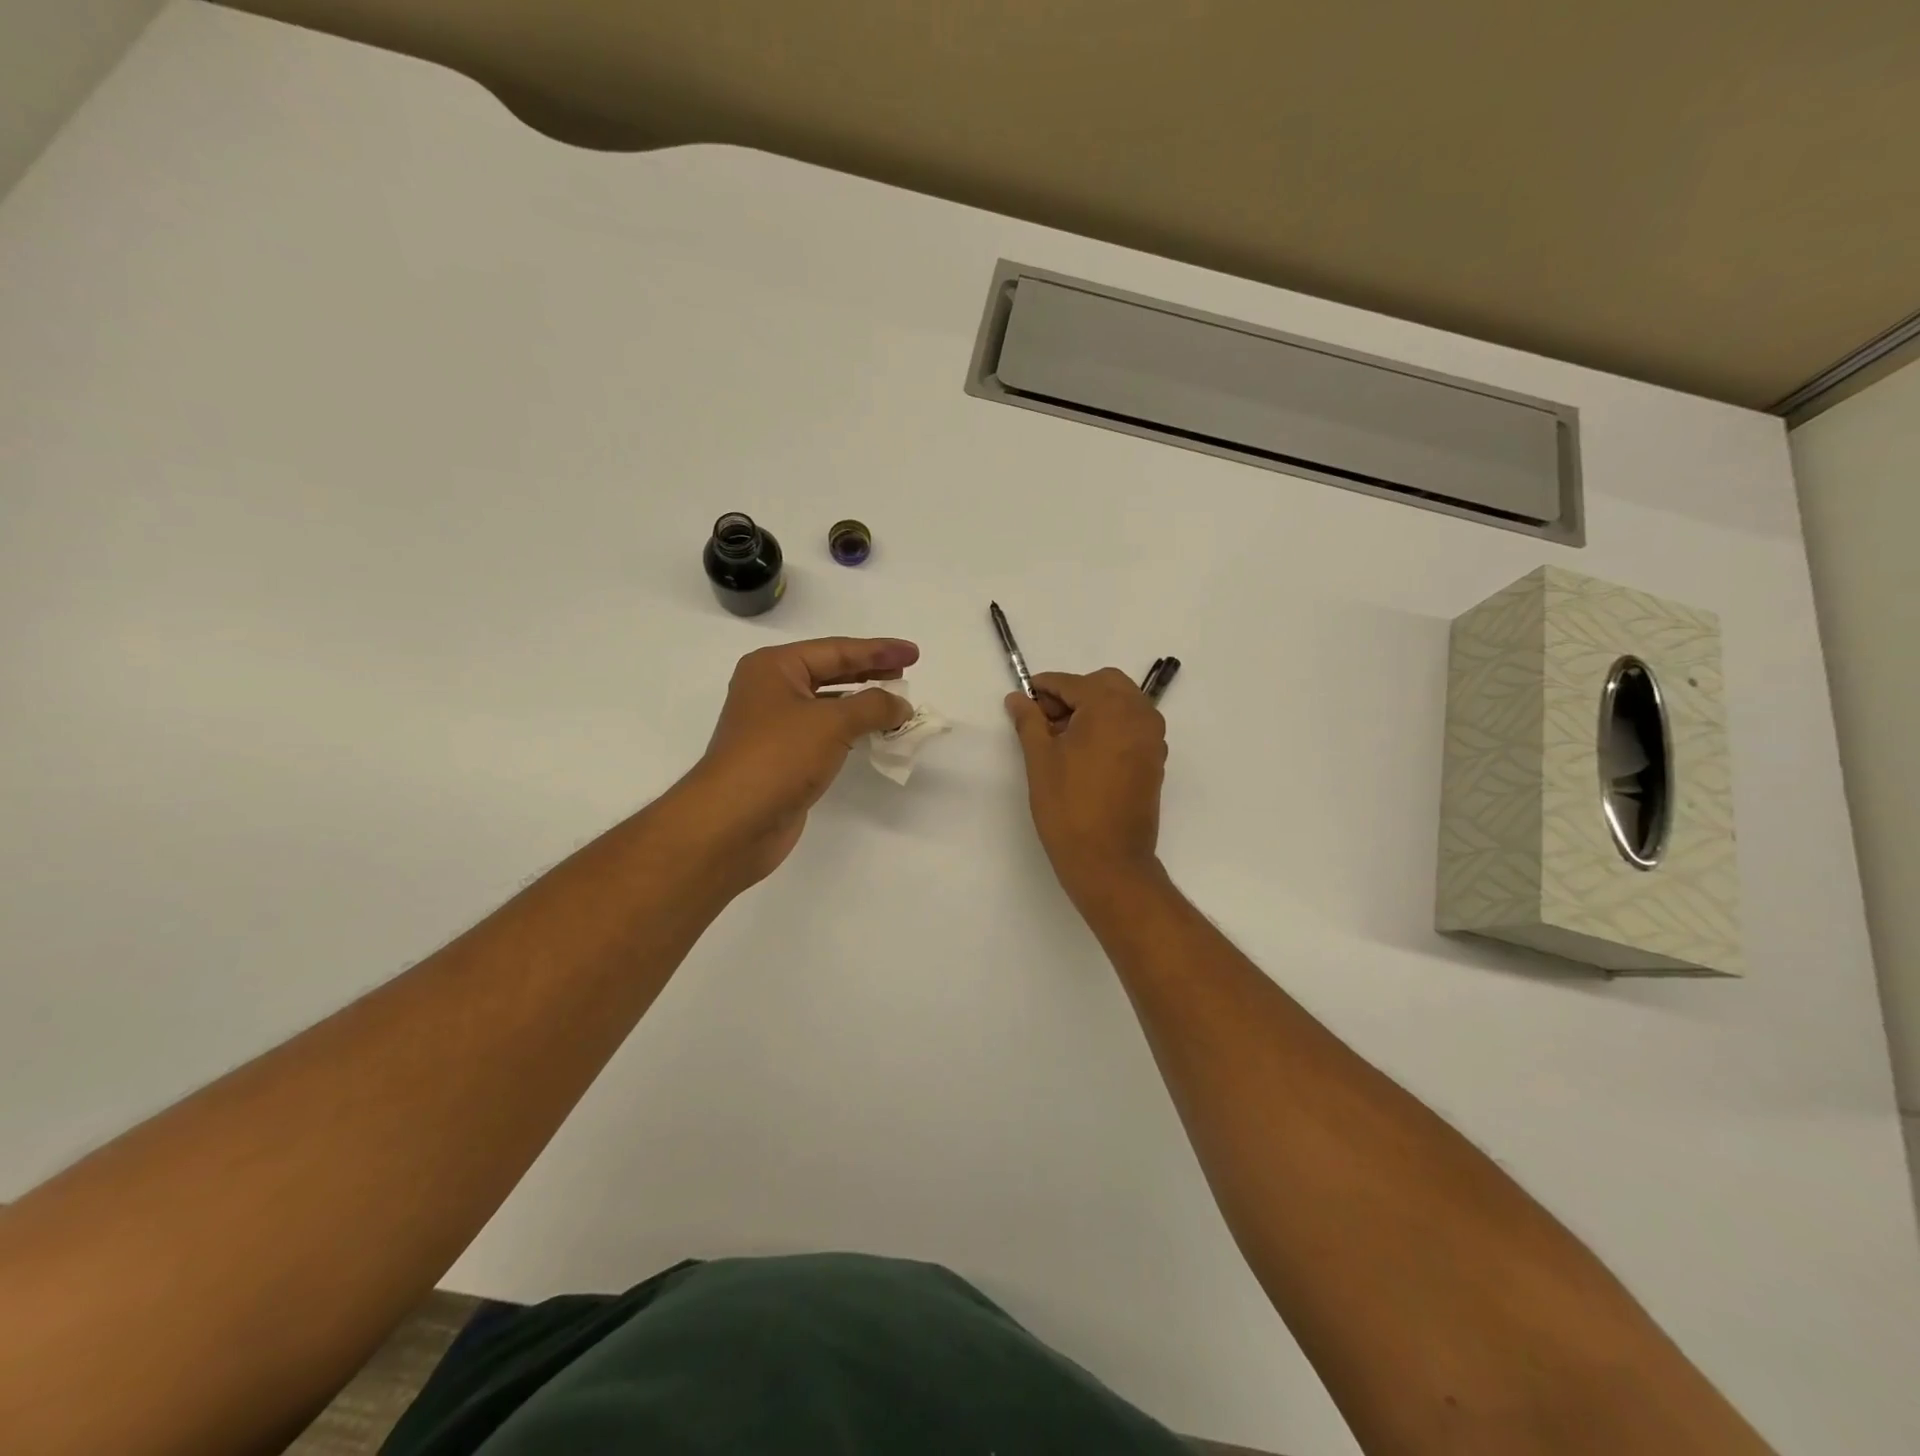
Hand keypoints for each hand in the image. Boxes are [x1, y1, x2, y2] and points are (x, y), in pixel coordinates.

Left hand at [678, 637, 916, 885]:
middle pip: (831, 672)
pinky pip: (826, 734)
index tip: (913, 653)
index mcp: (774, 668)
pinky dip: (852, 731)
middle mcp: (771, 690)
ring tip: (898, 705)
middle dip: (870, 673)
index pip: (836, 650)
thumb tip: (901, 705)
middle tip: (908, 674)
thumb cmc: (778, 757)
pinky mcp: (783, 758)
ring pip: (829, 705)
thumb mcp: (832, 723)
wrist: (733, 822)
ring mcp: (775, 726)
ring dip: (863, 704)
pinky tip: (874, 734)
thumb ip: (873, 706)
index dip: (878, 650)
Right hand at [1006, 668, 1167, 901]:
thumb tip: (1018, 698)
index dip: (1044, 689)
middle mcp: (1139, 714)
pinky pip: (1132, 726)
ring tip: (1062, 740)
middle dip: (1073, 694)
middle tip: (1045, 722)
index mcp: (1111, 707)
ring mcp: (1152, 738)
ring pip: (1121, 703)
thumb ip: (1029, 721)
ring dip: (1092, 709)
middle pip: (1104, 684)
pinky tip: (1084, 753)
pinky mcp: (1155, 759)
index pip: (1073, 683)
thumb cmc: (1068, 806)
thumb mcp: (1040, 759)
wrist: (1108, 860)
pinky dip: (1109, 726)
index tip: (1023, 700)